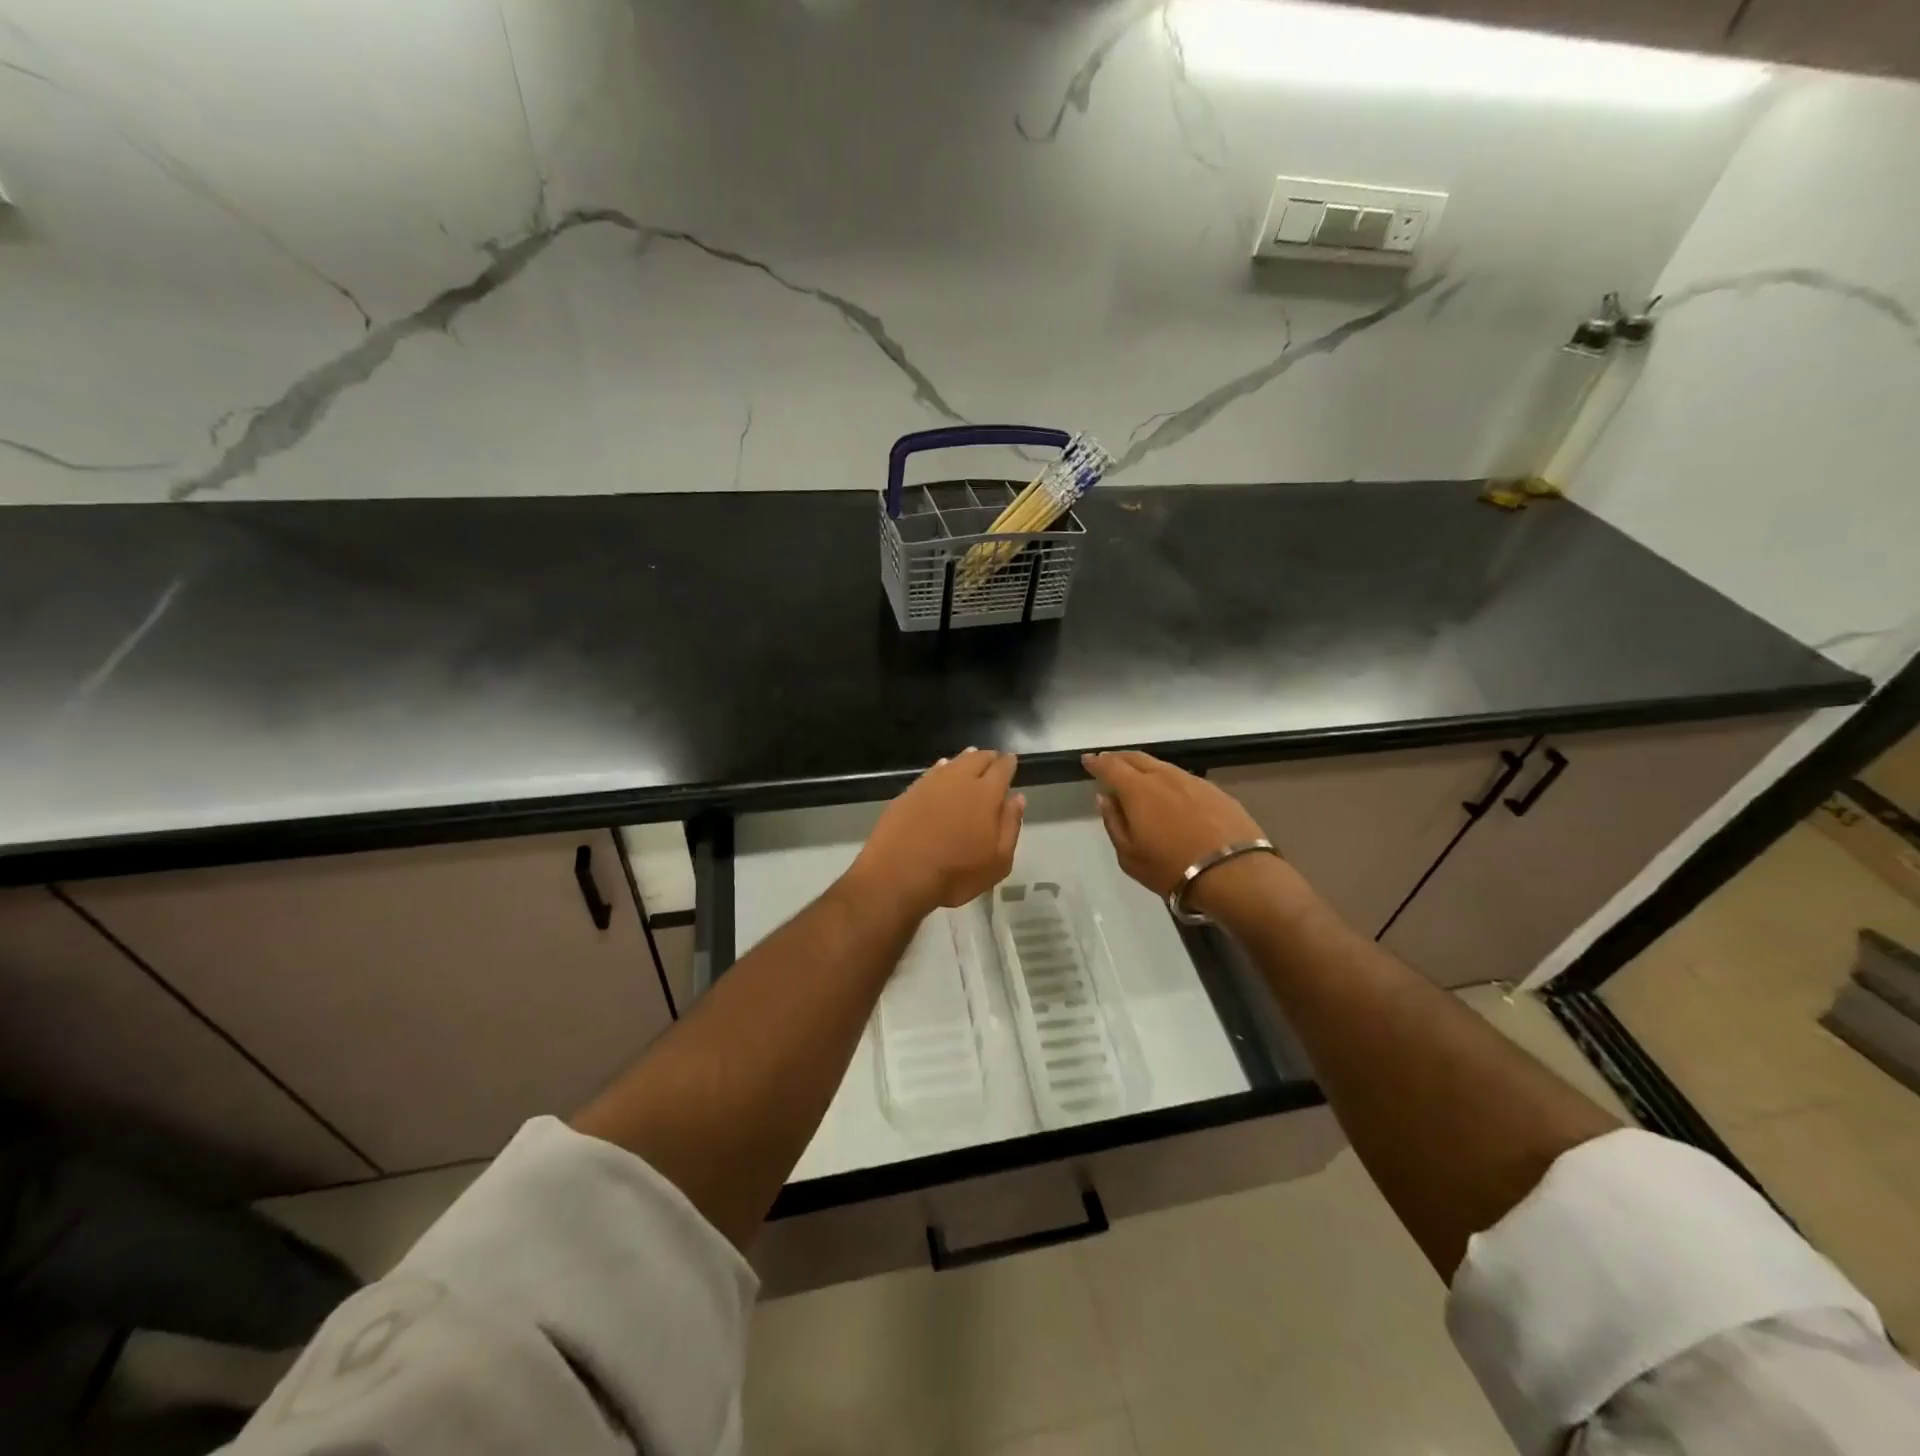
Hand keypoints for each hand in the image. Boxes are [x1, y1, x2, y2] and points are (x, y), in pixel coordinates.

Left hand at [846, 749, 1023, 917]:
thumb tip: (1017, 798)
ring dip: (965, 759)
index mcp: (986, 794)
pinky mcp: (908, 792)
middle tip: (994, 760)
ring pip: (953, 762)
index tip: (1012, 761)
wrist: (898, 875)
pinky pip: (931, 772)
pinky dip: (942, 768)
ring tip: (972, 758)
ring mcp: (930, 784)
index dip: (1008, 763)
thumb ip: (1011, 825)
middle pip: (977, 759)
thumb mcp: (998, 861)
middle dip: (988, 758)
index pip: (1002, 768)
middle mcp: (959, 780)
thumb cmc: (955, 874)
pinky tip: (942, 770)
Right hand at [1082, 750, 1291, 920]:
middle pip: (1137, 758)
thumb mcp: (1130, 855)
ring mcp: (1194, 781)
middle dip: (1119, 758)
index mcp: (1138, 790)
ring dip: (1145, 767)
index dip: (1097, 762)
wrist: (1235, 873)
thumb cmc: (1172, 868)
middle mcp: (1164, 777)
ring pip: (1162, 766)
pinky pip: (1183, 778)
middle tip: (1108, 762)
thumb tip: (1106, 798)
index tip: (1088, 760)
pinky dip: (1169, 780)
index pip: (1110, 767)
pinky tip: (1170, 792)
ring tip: (1137, 775)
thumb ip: (1114, 822)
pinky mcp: (1216, 791)